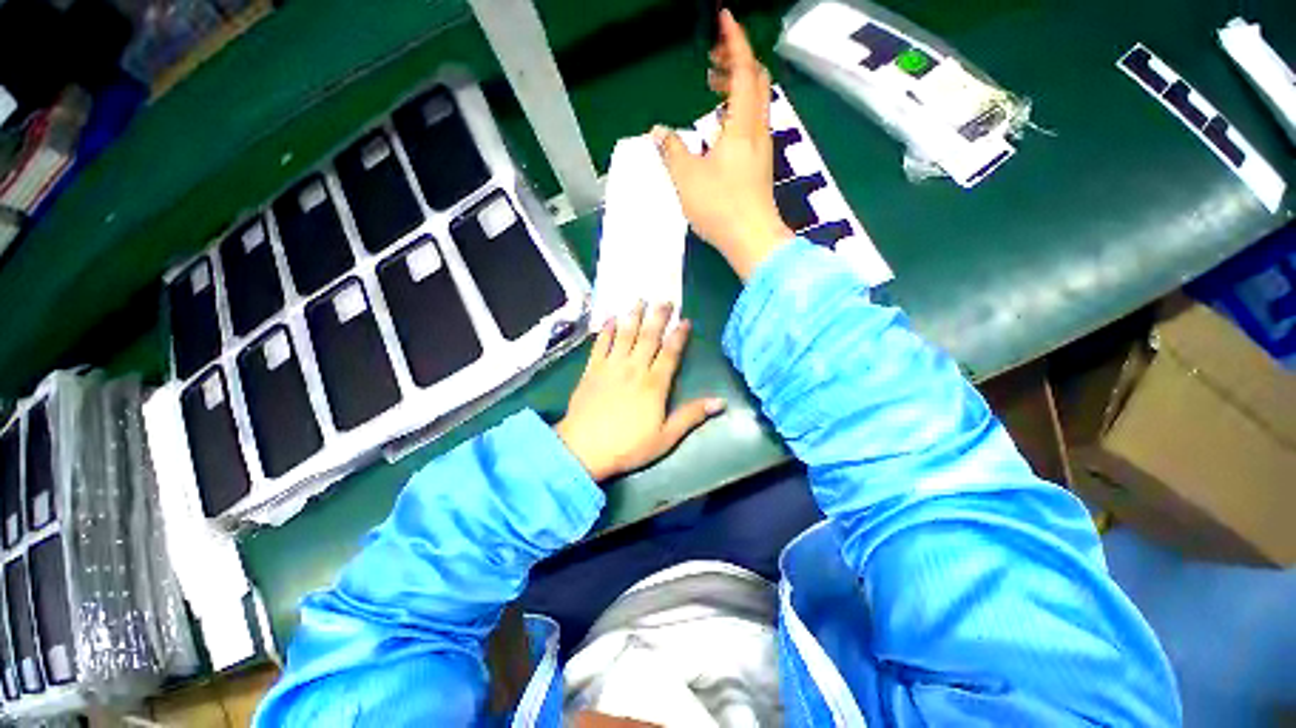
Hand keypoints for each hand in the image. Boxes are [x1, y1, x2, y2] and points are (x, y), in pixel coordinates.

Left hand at [556, 302, 724, 481]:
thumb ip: (691, 416)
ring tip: (640, 300)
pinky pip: (600, 345)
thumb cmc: (628, 447)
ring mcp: (610, 368)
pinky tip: (611, 318)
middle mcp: (634, 369)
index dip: (679, 336)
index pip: (670, 353)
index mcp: (655, 385)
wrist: (584, 449)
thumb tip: (720, 402)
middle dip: (658, 317)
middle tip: (665, 300)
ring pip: (625, 335)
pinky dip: (607, 330)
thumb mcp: (665, 438)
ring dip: (633, 316)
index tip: (685, 320)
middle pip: (648, 337)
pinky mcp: (590, 371)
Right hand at [654, 10, 792, 280]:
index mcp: (742, 123)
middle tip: (710, 51)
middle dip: (737, 56)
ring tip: (708, 77)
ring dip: (735, 78)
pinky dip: (735, 99)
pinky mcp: (758, 153)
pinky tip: (715, 111)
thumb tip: (661, 130)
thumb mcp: (686, 176)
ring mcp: (761, 139)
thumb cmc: (722, 207)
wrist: (754, 239)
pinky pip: (750, 113)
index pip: (744, 71)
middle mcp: (758, 126)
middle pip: (757, 78)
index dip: (736, 41)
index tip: (725, 17)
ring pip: (755, 95)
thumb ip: (672, 148)